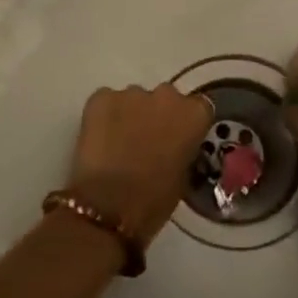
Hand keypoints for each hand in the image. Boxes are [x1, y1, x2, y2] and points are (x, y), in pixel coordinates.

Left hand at [68, 84, 214, 246]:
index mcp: (194, 114)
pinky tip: (99, 140)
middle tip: (146, 140)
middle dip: (157, 115)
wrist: (109, 204)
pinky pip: (106, 101)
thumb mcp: (183, 177)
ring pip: (134, 100)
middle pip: (165, 99)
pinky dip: (104, 116)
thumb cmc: (154, 199)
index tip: (178, 139)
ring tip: (119, 143)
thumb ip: (183, 150)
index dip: (186, 123)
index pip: (198, 108)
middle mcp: (166, 95)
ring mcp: (131, 93)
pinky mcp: (101, 97)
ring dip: (130, 115)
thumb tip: (173, 147)